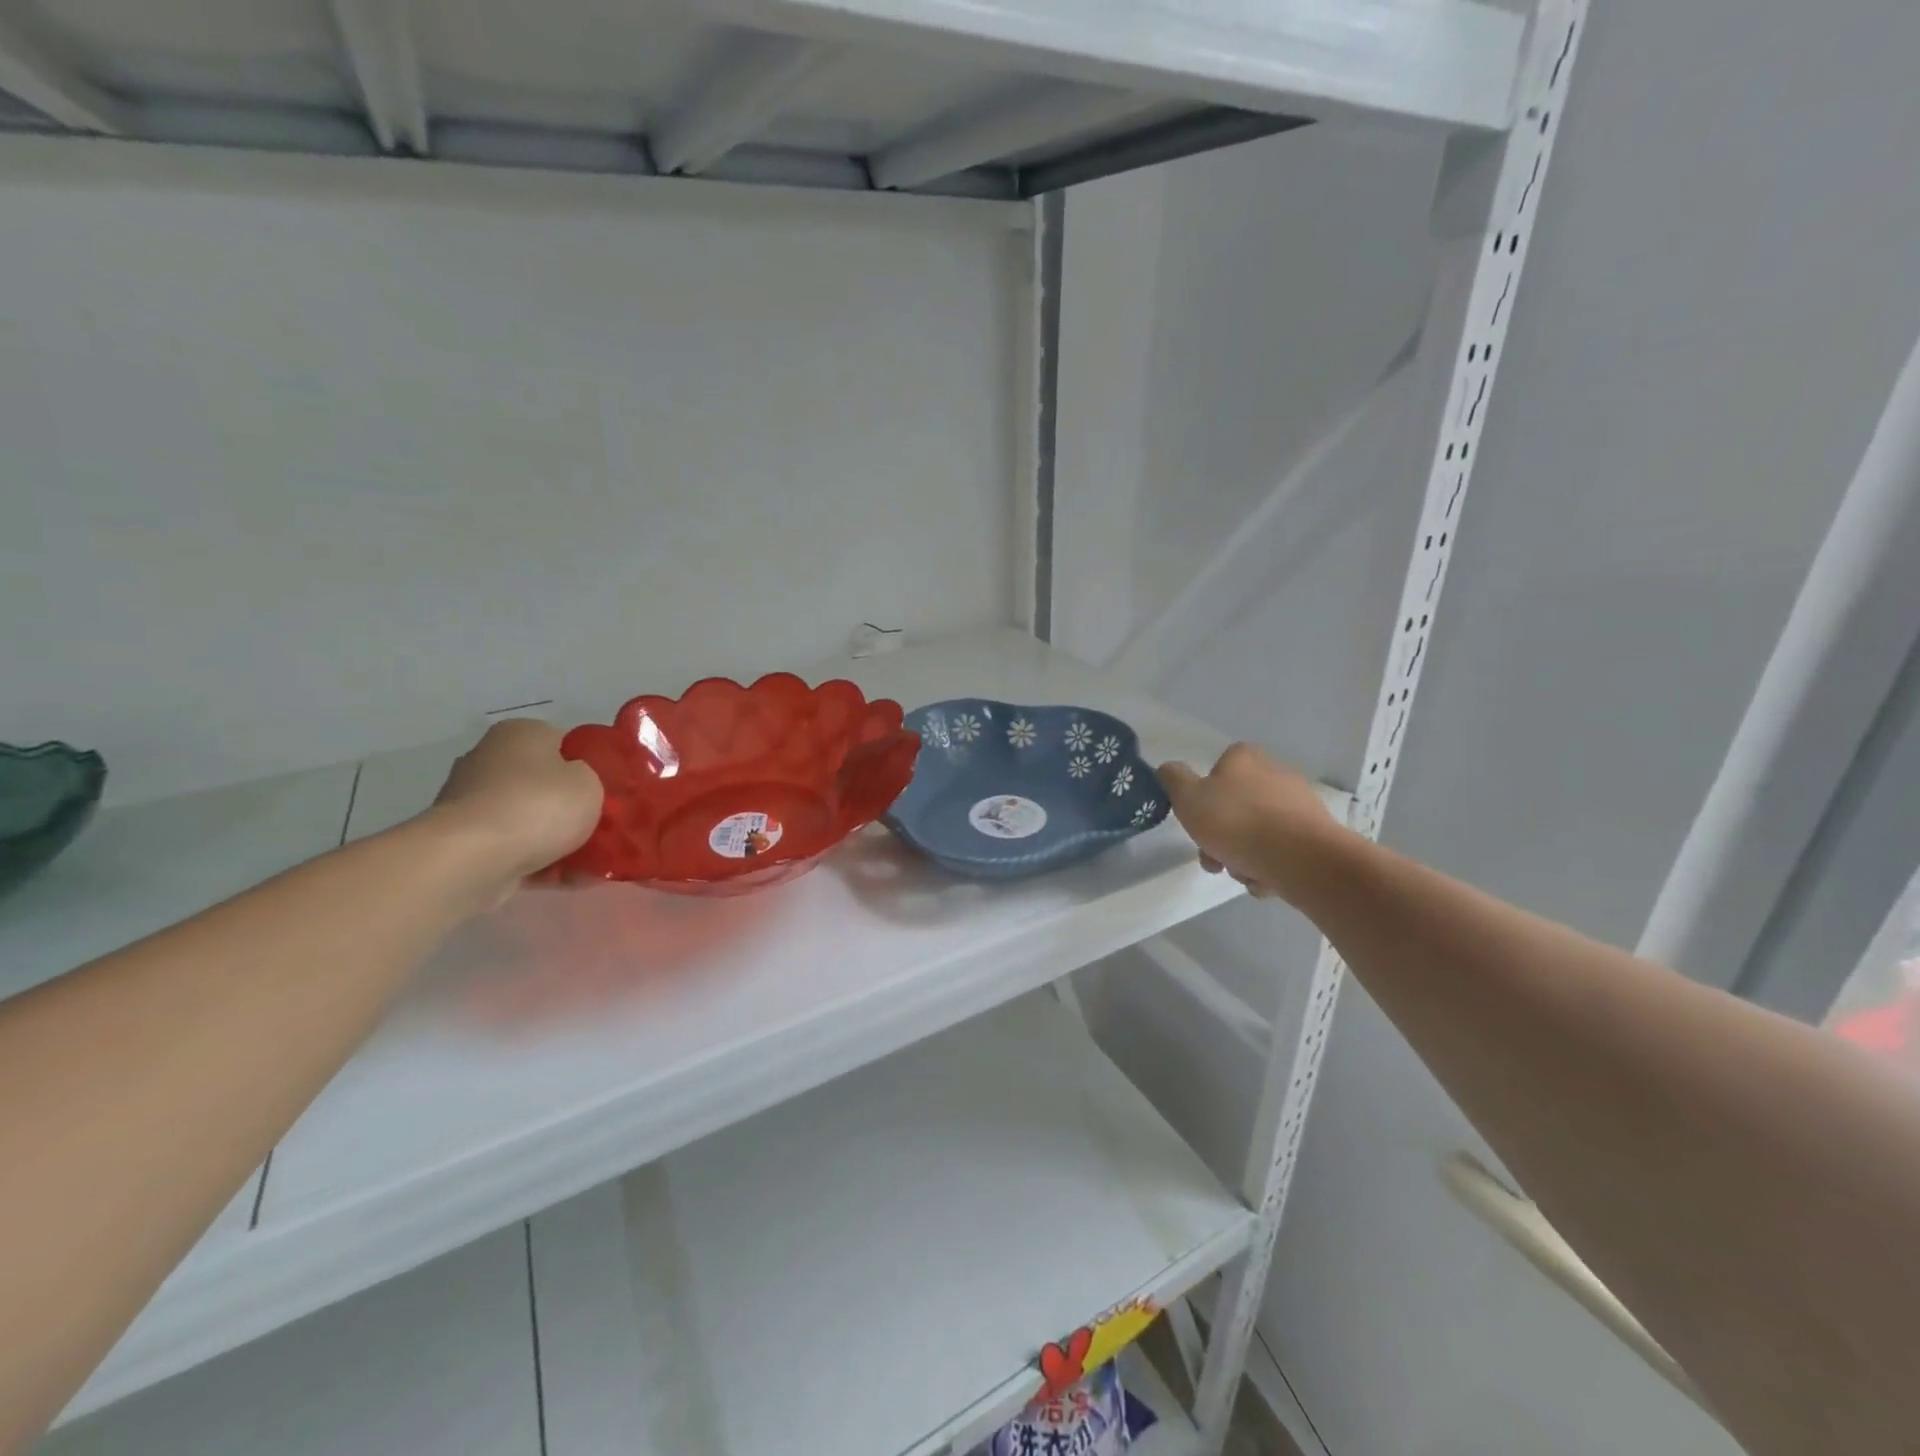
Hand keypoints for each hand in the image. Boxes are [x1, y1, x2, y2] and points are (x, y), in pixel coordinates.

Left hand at [430, 719, 603, 888]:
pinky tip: (573, 881)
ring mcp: (474, 804)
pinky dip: (544, 865)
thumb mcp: (591, 782)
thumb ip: (594, 779)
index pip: (566, 744)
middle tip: (607, 828)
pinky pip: (518, 851)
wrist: (472, 859)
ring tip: (597, 864)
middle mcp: (491, 760)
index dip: (593, 767)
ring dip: (561, 842)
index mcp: (521, 733)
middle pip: (547, 785)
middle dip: (574, 808)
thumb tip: (579, 786)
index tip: (612, 792)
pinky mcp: (467, 843)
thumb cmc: (539, 806)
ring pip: (532, 821)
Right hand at [1158, 743, 1339, 899]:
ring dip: (1243, 855)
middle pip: (1236, 806)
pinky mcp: (1316, 834)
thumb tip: (1169, 769)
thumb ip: (1173, 779)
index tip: (1197, 821)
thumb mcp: (1188, 798)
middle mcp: (1275, 773)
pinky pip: (1281, 850)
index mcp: (1245, 759)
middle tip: (1214, 858)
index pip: (1218, 768)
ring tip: (1242, 873)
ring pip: (1257, 831)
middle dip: (1221, 836)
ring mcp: (1299, 804)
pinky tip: (1265, 878)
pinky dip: (1269, 865)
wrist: (1301, 859)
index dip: (1203, 795)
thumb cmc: (1236, 822)